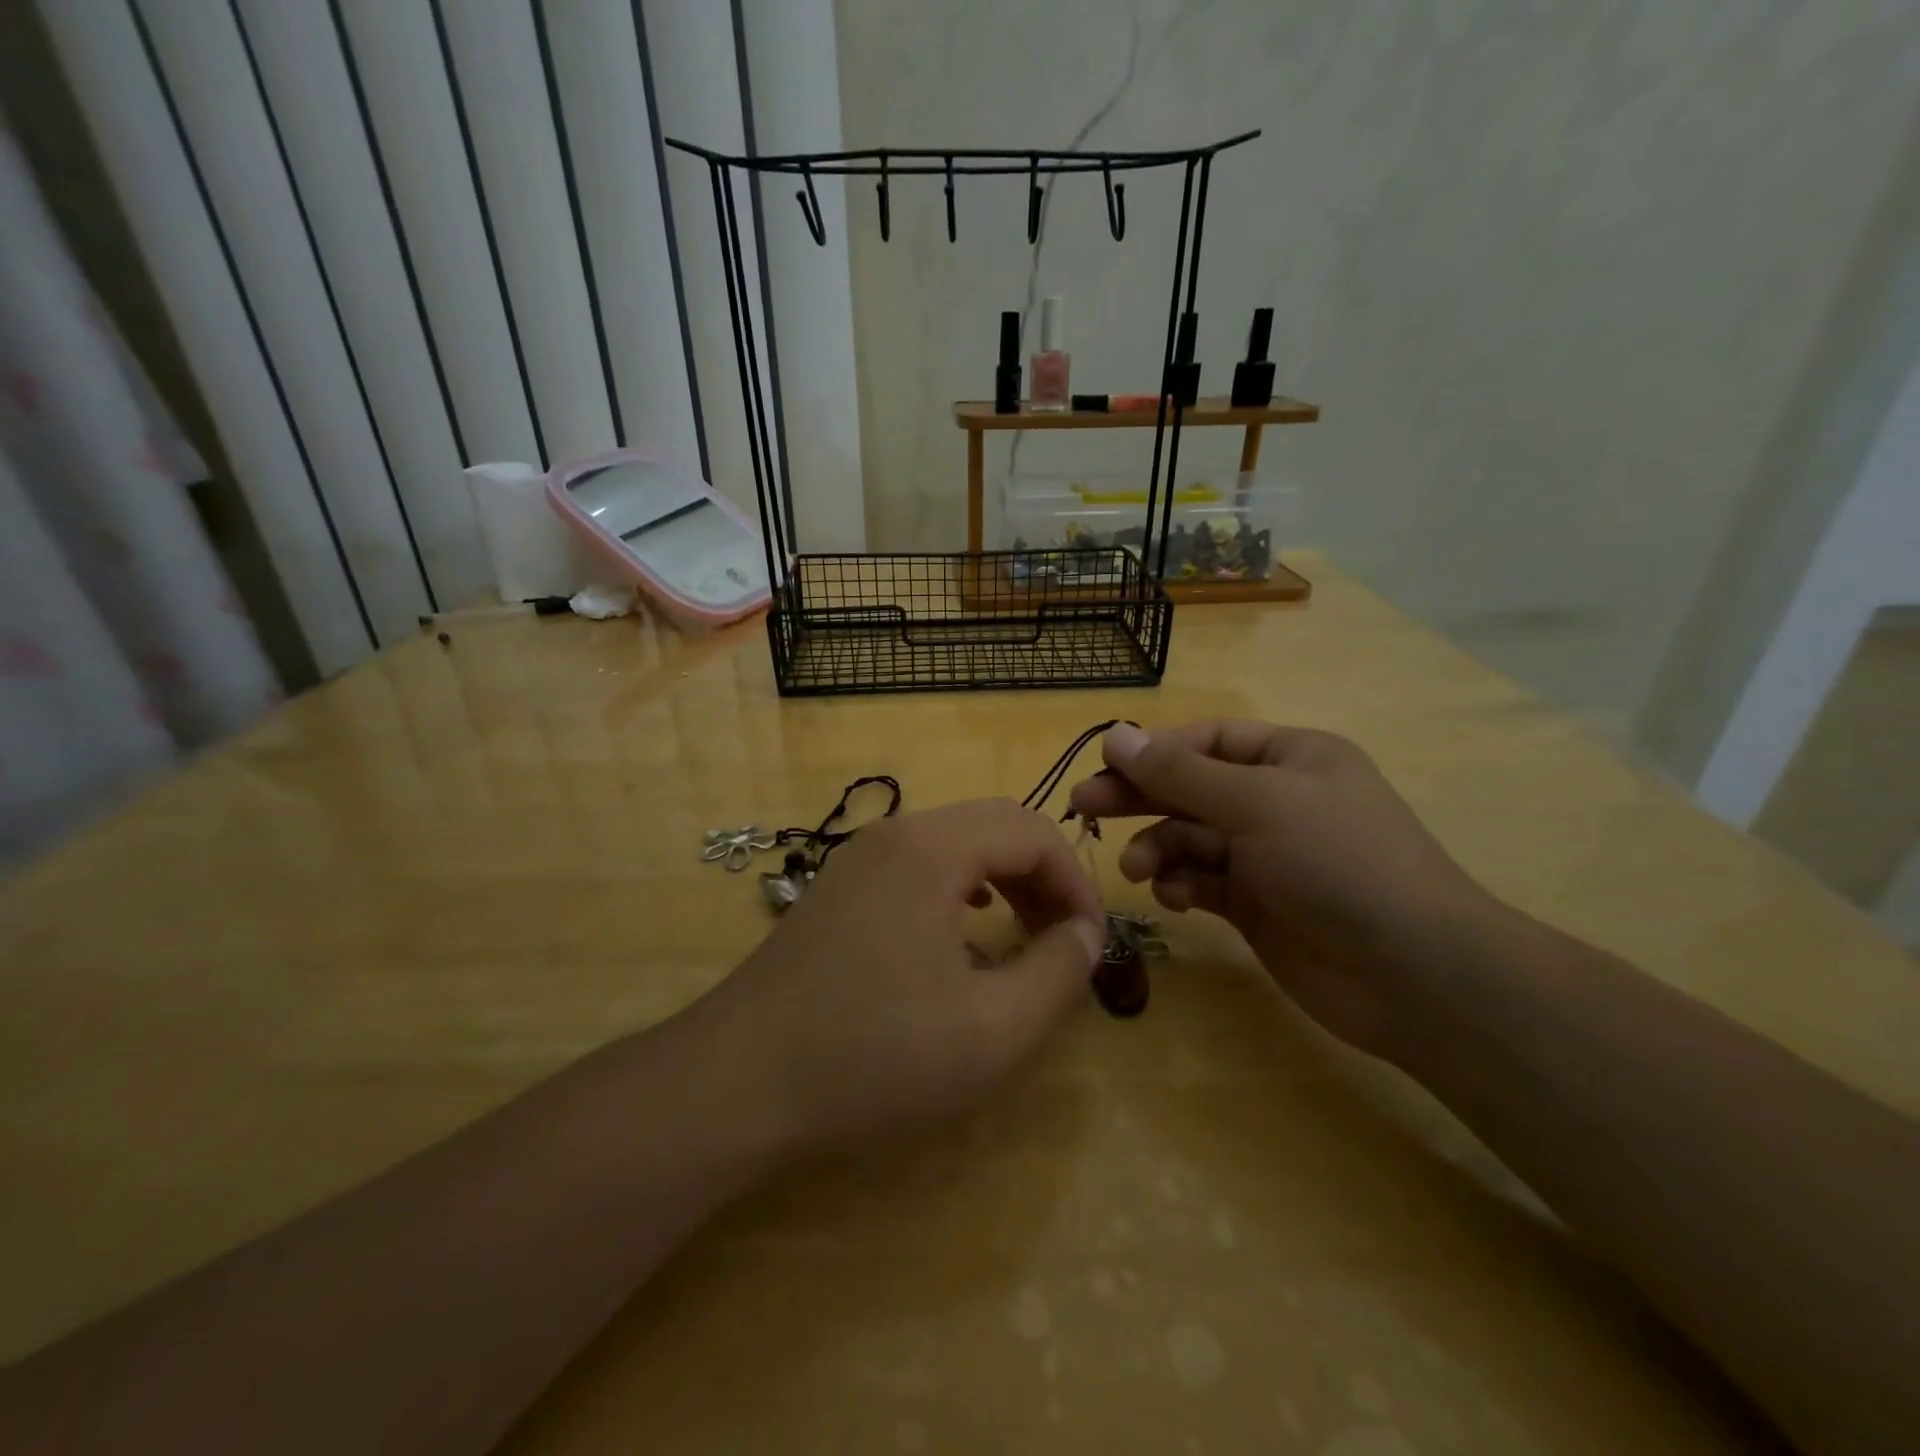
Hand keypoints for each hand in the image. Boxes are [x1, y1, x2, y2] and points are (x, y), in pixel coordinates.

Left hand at [693, 799, 1106, 1161]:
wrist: (736, 1084)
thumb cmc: (872, 1057)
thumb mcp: (992, 1030)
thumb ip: (1058, 973)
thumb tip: (1086, 935)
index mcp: (932, 848)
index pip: (1032, 831)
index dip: (1076, 883)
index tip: (1092, 944)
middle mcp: (894, 835)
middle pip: (994, 828)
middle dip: (1043, 878)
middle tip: (1066, 941)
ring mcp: (857, 859)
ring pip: (955, 846)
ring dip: (1003, 881)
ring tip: (1024, 935)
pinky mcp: (837, 889)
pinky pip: (918, 868)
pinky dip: (959, 890)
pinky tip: (962, 934)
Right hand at [1068, 721, 1500, 1056]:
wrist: (1413, 973)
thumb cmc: (1337, 861)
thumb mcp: (1255, 803)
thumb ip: (1179, 772)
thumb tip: (1116, 734)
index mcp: (1290, 758)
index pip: (1208, 741)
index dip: (1155, 750)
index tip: (1104, 765)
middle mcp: (1276, 800)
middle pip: (1191, 787)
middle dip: (1140, 796)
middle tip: (1084, 807)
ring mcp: (1266, 855)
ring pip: (1191, 837)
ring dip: (1159, 847)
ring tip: (1138, 870)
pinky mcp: (1257, 904)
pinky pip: (1203, 881)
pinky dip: (1183, 884)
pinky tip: (1174, 898)